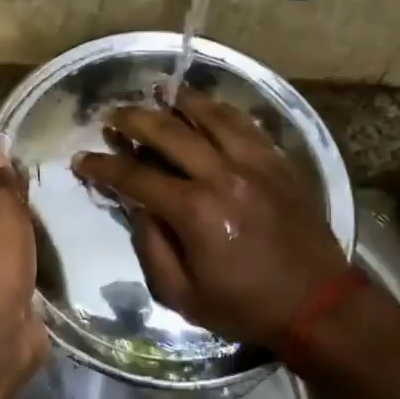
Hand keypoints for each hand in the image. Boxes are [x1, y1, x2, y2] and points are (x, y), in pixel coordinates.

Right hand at [71, 90, 365, 348]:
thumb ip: (151, 247)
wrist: (318, 304)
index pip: (135, 177)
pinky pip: (246, 124)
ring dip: (180, 101)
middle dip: (134, 119)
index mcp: (194, 211)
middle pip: (169, 132)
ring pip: (211, 115)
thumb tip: (137, 207)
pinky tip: (207, 108)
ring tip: (159, 92)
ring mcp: (255, 163)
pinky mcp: (279, 162)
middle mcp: (222, 175)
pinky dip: (221, 111)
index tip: (81, 159)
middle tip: (113, 115)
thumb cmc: (244, 305)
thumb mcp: (182, 294)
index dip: (103, 166)